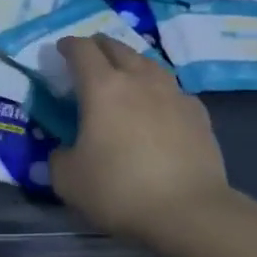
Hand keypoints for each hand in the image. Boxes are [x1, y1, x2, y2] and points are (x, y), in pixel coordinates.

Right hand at [50, 36, 230, 241]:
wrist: (189, 211)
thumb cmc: (120, 189)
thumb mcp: (68, 180)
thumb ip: (59, 157)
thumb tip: (64, 150)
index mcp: (102, 87)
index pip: (82, 50)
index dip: (69, 45)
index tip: (61, 49)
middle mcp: (138, 79)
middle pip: (117, 47)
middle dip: (99, 46)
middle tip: (89, 57)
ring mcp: (173, 93)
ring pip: (148, 62)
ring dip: (131, 62)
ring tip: (124, 74)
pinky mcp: (197, 112)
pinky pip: (172, 89)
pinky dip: (159, 90)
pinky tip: (159, 105)